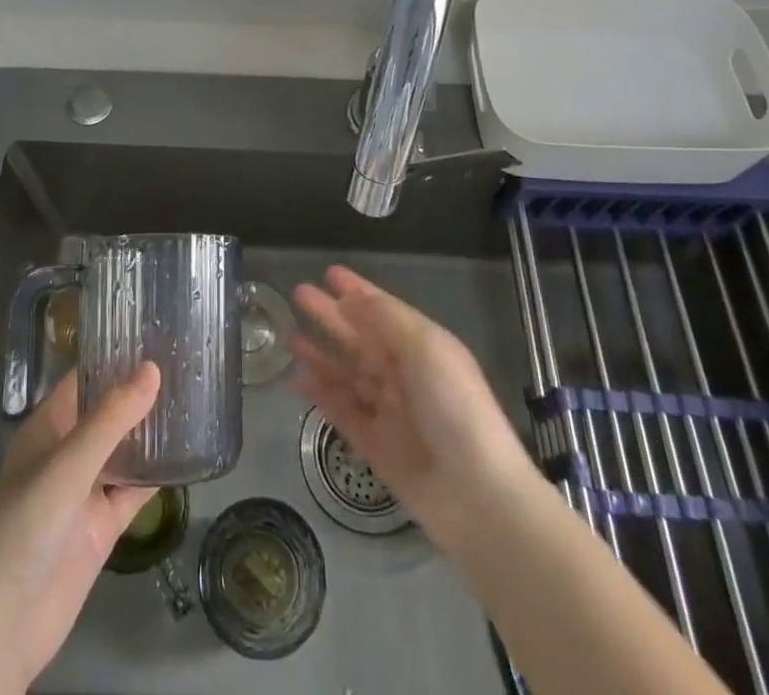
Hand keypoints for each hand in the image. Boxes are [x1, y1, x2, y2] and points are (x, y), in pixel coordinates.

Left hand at [0, 363, 160, 694]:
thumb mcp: (68, 465)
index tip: (155, 332)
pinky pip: (136, 488)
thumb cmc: (26, 526)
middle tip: (186, 359)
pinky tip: (190, 452)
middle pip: (109, 411)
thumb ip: (111, 419)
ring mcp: (87, 488)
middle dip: (141, 390)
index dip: (115, 356)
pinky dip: (159, 472)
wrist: (4, 624)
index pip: (85, 378)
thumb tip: (153, 368)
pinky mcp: (104, 524)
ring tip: (195, 396)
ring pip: (126, 447)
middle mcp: (69, 450)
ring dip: (153, 428)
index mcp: (49, 426)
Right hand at [293, 266, 536, 548]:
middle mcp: (404, 374)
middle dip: (331, 316)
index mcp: (422, 346)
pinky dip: (321, 395)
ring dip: (321, 355)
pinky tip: (298, 382)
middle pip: (360, 338)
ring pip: (347, 374)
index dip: (357, 290)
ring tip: (290, 339)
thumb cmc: (454, 407)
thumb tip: (348, 300)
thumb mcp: (424, 348)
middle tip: (298, 294)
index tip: (329, 273)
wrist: (477, 495)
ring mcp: (389, 410)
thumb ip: (384, 319)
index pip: (382, 310)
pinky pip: (342, 411)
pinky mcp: (376, 445)